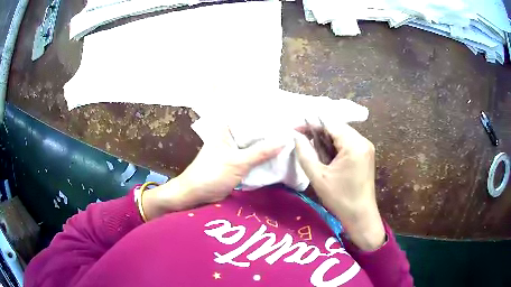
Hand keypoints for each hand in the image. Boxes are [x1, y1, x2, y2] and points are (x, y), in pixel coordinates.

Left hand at [142, 125, 283, 220]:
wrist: (196, 194)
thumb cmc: (211, 174)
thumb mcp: (237, 162)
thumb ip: (261, 152)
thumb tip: (284, 140)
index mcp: (226, 128)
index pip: (251, 116)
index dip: (268, 116)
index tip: (288, 116)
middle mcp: (231, 135)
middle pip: (255, 131)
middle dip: (271, 132)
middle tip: (294, 129)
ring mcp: (234, 149)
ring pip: (255, 144)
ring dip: (269, 145)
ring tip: (291, 140)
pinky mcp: (237, 162)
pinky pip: (254, 156)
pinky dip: (264, 157)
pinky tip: (279, 155)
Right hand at [294, 123, 384, 250]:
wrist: (360, 216)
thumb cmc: (340, 198)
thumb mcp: (318, 177)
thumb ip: (304, 153)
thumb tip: (296, 136)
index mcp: (354, 145)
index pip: (330, 124)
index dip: (311, 124)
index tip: (295, 129)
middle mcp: (363, 141)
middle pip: (337, 127)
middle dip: (318, 131)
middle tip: (302, 139)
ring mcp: (366, 147)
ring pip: (342, 134)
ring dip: (326, 138)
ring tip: (312, 147)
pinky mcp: (366, 154)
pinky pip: (348, 142)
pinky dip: (335, 145)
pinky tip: (326, 155)